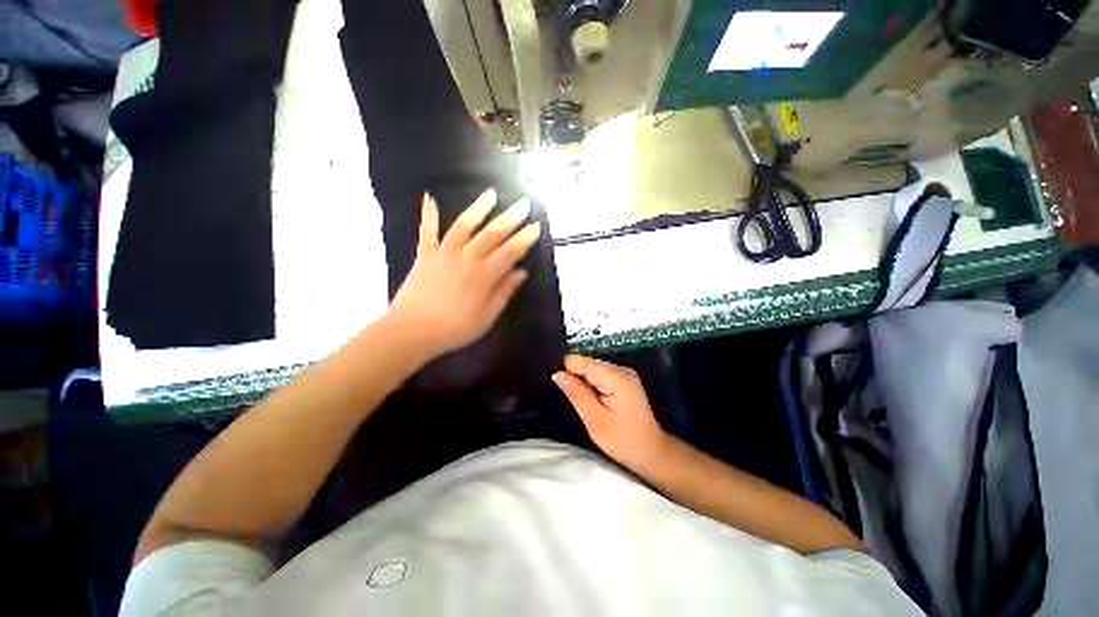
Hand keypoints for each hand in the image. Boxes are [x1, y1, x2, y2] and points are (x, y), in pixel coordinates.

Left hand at [389, 189, 540, 358]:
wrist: (412, 331)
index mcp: (484, 276)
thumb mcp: (487, 317)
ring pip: (464, 226)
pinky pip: (427, 231)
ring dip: (478, 208)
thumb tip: (521, 272)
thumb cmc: (454, 328)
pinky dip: (428, 215)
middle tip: (523, 204)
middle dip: (510, 218)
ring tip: (490, 194)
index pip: (510, 252)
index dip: (524, 239)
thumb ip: (504, 292)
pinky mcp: (425, 255)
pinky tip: (429, 197)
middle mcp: (466, 258)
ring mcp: (444, 254)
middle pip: (491, 234)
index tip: (535, 226)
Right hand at [552, 354, 671, 472]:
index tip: (559, 387)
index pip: (580, 361)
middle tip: (571, 398)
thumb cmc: (623, 440)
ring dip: (583, 381)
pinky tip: (591, 399)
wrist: (651, 453)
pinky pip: (600, 374)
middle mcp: (621, 369)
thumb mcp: (594, 420)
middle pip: (587, 362)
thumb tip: (557, 374)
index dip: (566, 371)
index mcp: (615, 377)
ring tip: (580, 400)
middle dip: (574, 376)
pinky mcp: (624, 380)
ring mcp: (624, 373)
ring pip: (592, 368)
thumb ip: (576, 393)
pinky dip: (591, 384)